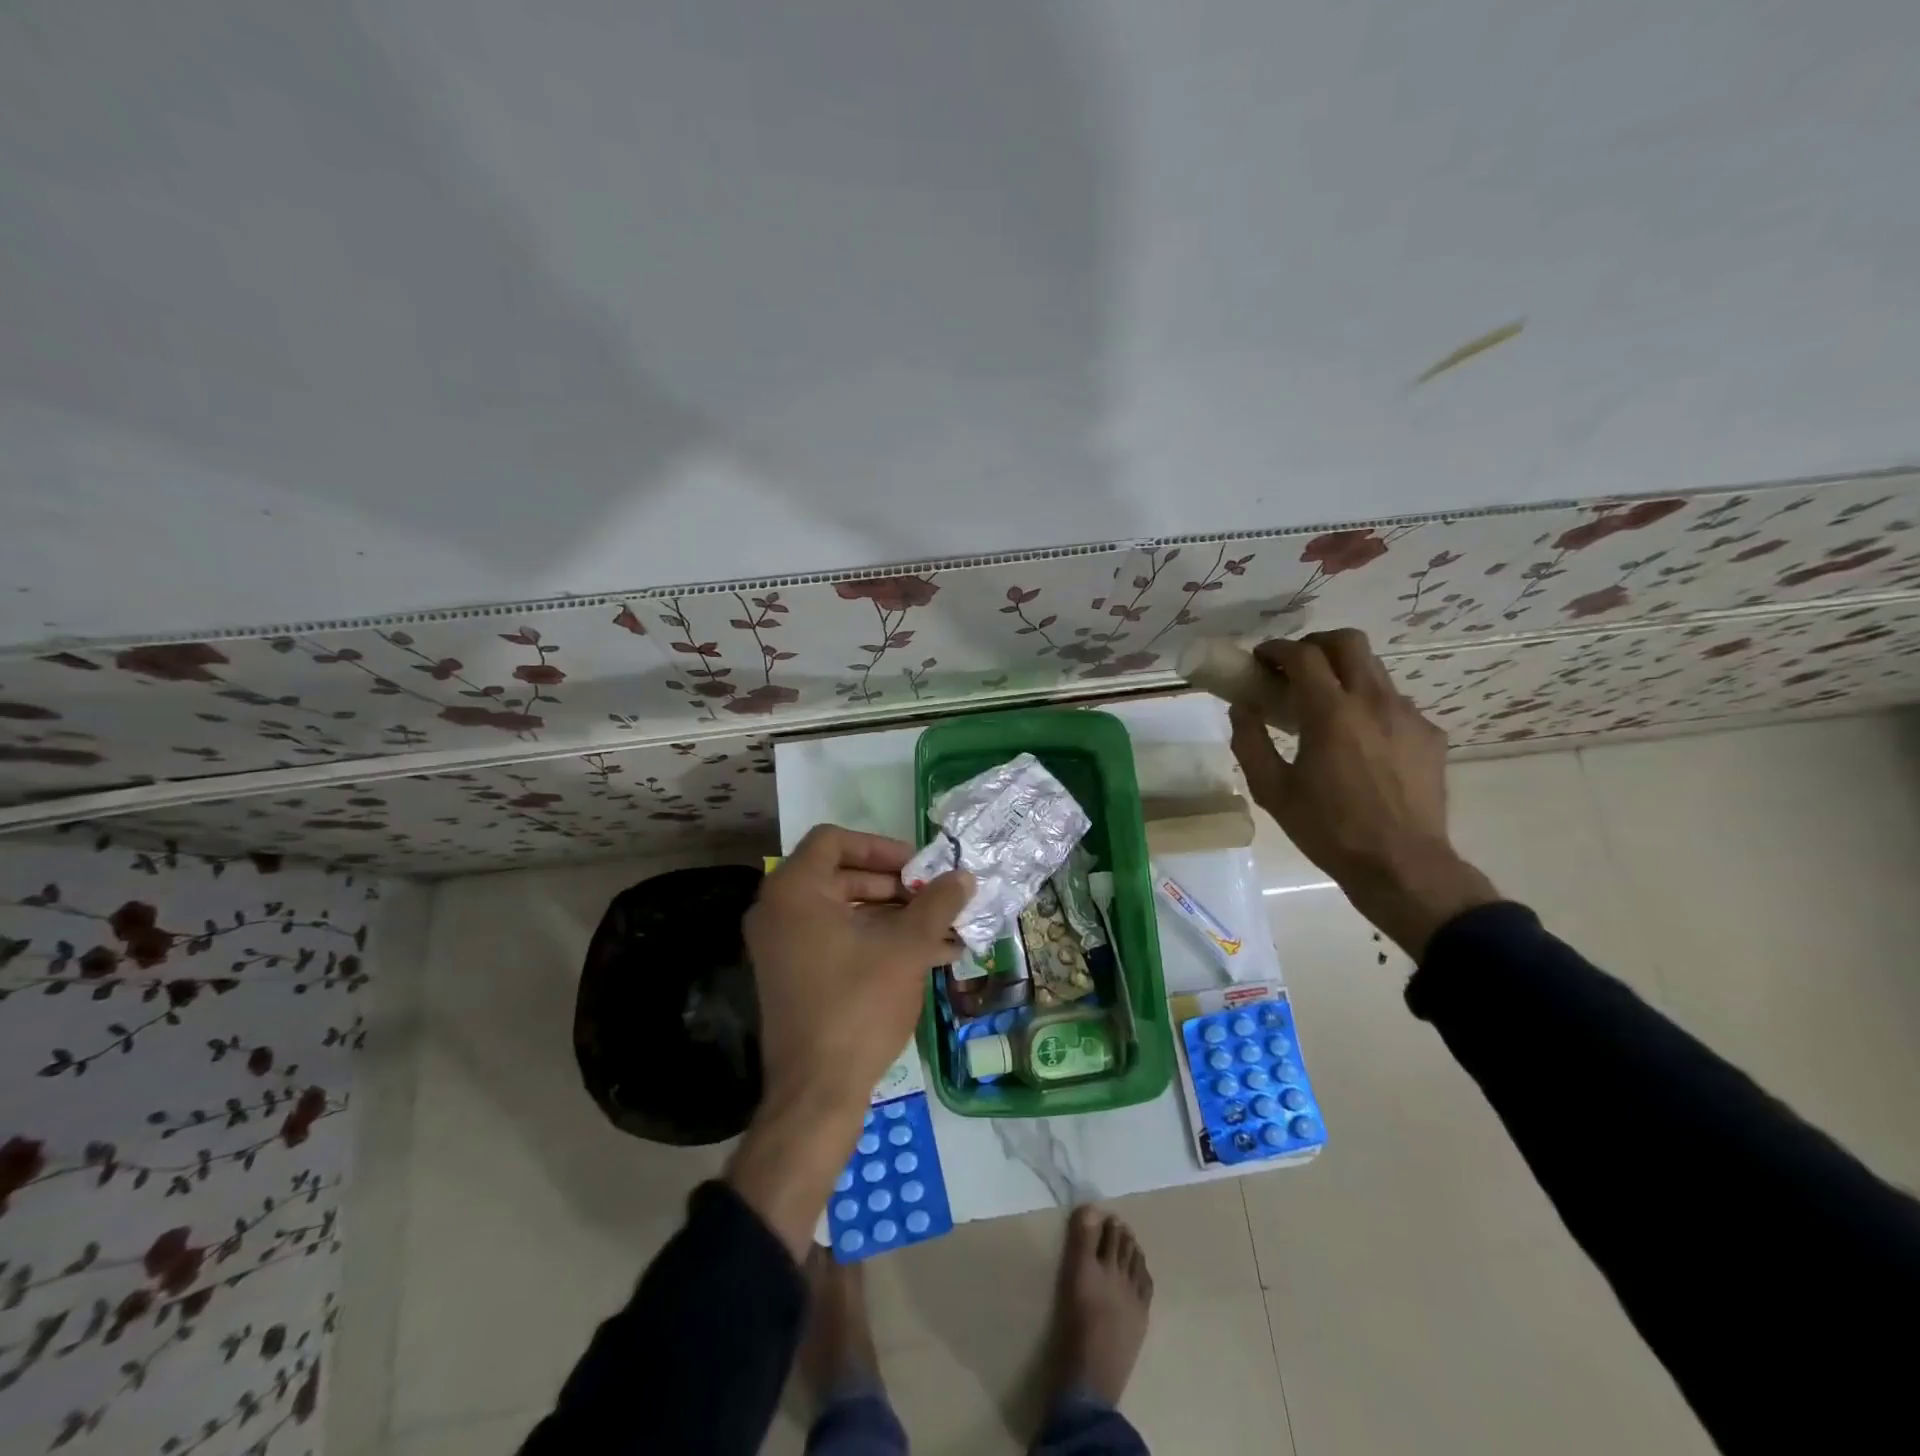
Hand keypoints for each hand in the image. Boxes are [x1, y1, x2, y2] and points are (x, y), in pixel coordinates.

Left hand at [727, 826, 969, 1257]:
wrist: (816, 1093)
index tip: (918, 866)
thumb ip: (937, 904)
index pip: (834, 841)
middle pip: (841, 875)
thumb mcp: (906, 948)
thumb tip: (964, 876)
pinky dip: (876, 941)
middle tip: (934, 897)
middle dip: (895, 886)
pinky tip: (928, 955)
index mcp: (793, 891)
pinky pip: (837, 941)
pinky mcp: (793, 976)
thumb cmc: (858, 1005)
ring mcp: (782, 946)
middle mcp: (778, 911)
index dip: (880, 847)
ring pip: (844, 911)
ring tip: (943, 930)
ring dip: (894, 917)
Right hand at [1227, 629, 1497, 957]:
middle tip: (1295, 668)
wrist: (1401, 865)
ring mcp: (1407, 715)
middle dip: (1316, 644)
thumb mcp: (1272, 790)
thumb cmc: (1328, 829)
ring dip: (1343, 674)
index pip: (1303, 655)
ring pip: (1374, 670)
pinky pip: (1394, 703)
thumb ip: (1250, 742)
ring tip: (1326, 707)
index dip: (1277, 649)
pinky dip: (1368, 705)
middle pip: (1348, 641)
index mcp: (1331, 714)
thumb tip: (1242, 707)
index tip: (1260, 659)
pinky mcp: (1429, 734)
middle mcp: (1373, 702)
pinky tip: (1358, 740)